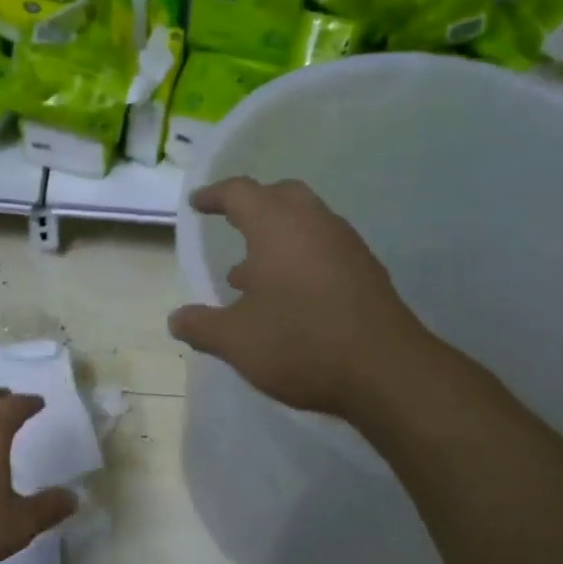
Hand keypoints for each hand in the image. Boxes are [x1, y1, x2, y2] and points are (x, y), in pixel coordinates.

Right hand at [168, 176, 432, 417]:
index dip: (215, 196)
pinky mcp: (366, 271)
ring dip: (276, 239)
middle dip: (253, 207)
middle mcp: (314, 223)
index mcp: (276, 226)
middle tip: (233, 226)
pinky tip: (288, 299)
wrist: (385, 370)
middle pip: (280, 197)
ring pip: (306, 224)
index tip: (198, 204)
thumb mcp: (236, 341)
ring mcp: (346, 245)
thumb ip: (201, 326)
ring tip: (249, 276)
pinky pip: (324, 249)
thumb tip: (177, 319)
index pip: (240, 193)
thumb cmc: (300, 343)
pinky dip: (299, 259)